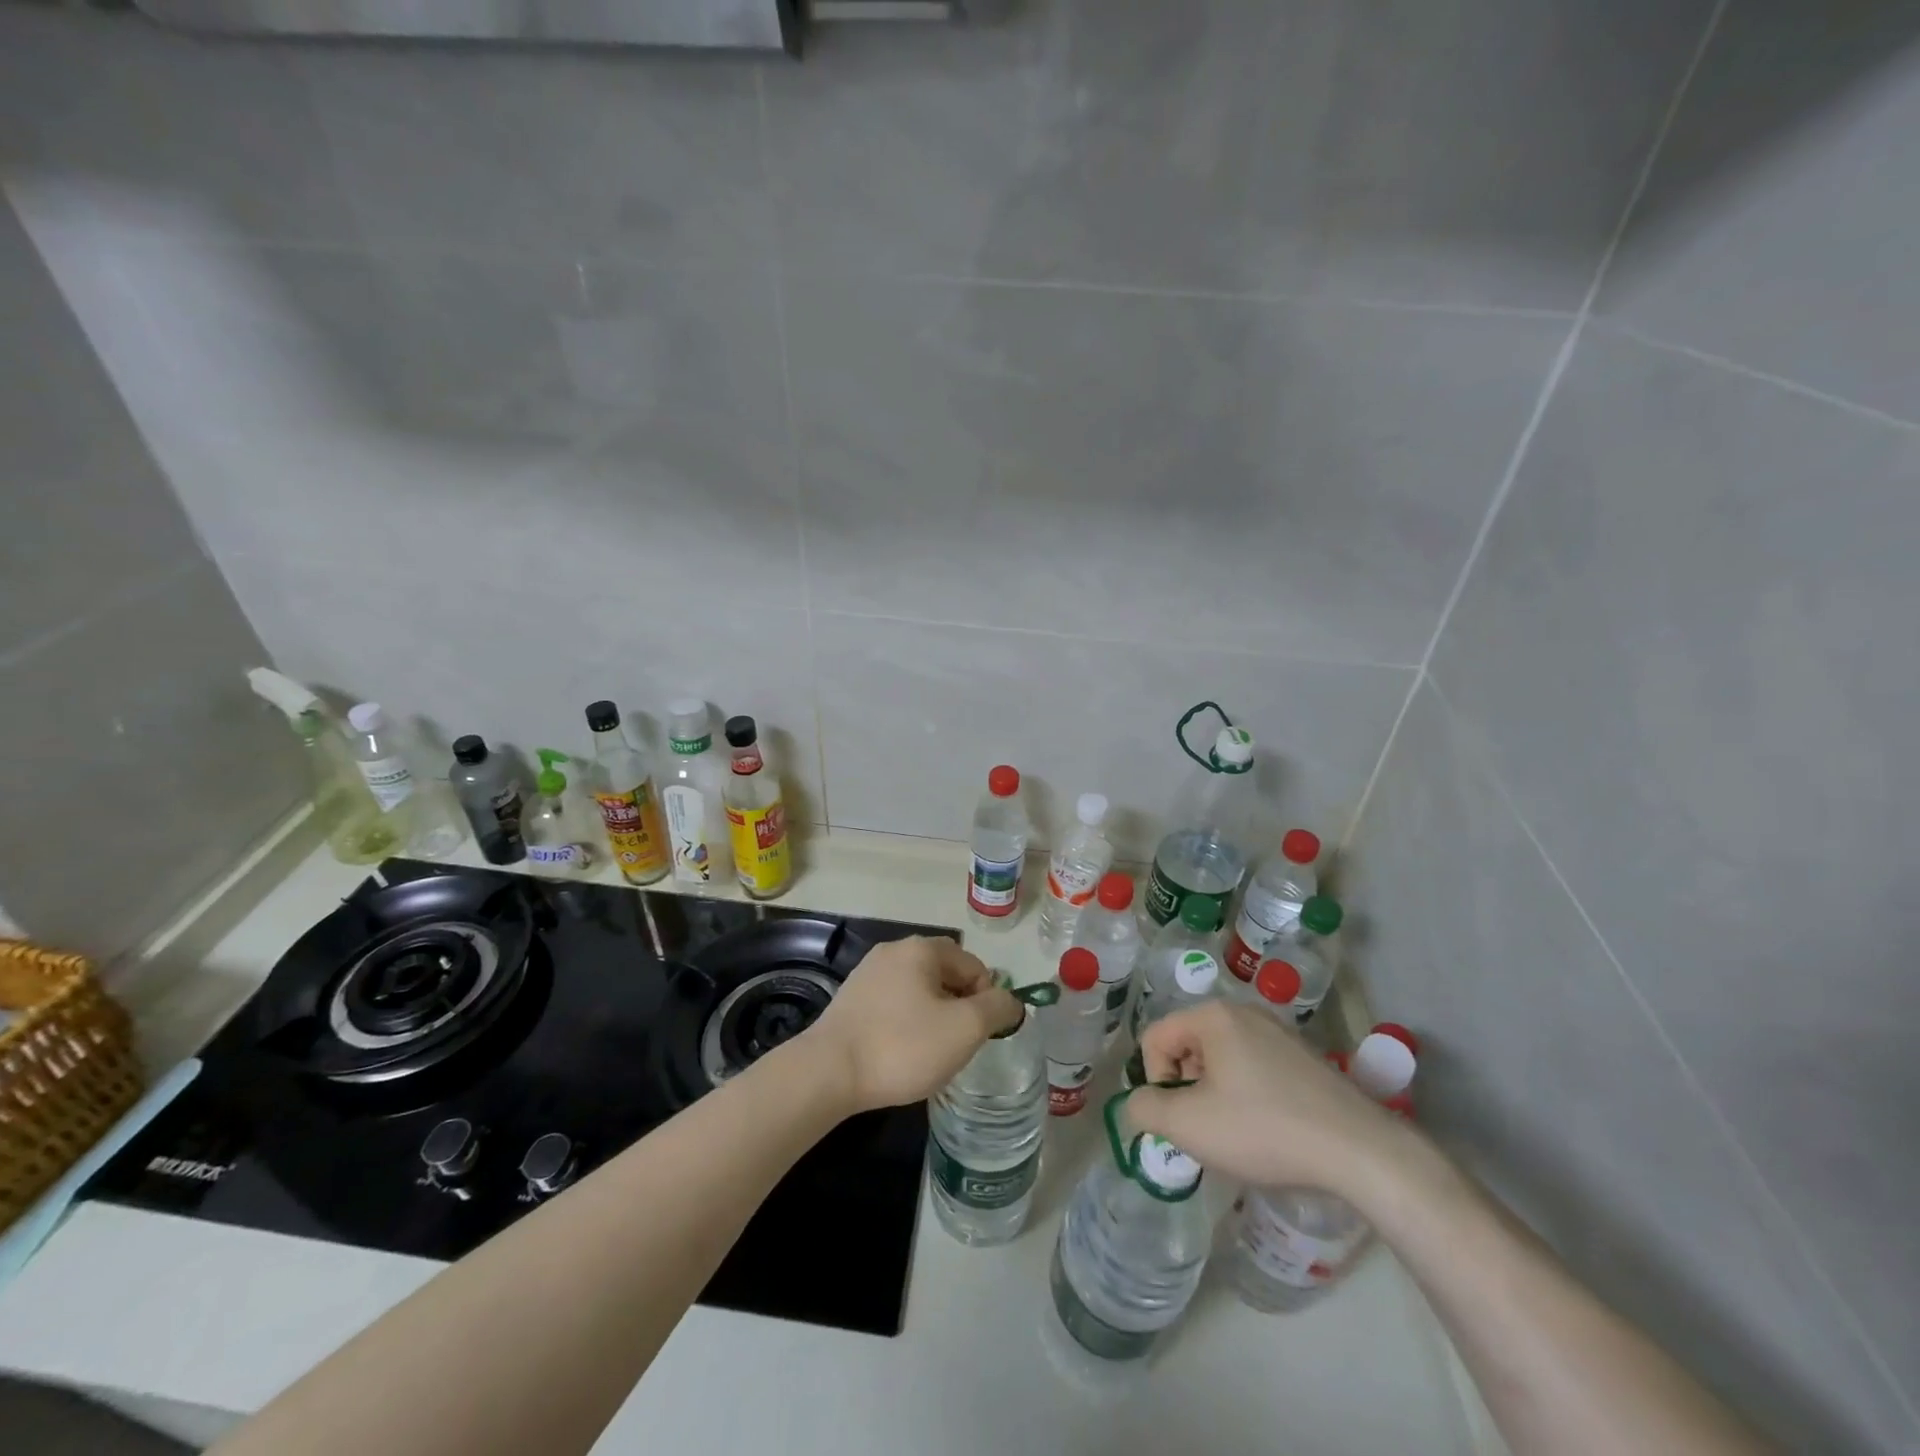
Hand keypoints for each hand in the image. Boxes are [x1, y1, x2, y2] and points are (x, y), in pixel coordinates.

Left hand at [802, 936, 1021, 1113]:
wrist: (828, 1072)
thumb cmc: (903, 1046)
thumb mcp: (964, 1028)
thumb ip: (997, 1008)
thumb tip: (1011, 1000)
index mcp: (922, 948)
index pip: (974, 966)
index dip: (986, 1000)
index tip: (978, 1035)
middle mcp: (894, 950)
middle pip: (946, 975)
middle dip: (959, 1009)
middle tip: (956, 1046)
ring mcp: (868, 973)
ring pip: (919, 991)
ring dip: (933, 1018)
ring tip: (928, 1054)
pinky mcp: (851, 999)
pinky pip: (894, 1005)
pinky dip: (906, 1025)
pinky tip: (899, 1053)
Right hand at [1126, 1001, 1414, 1202]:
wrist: (1360, 1152)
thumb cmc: (1264, 1129)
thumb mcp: (1189, 1125)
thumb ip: (1146, 1109)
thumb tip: (1137, 1103)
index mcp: (1214, 1017)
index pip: (1156, 1039)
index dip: (1156, 1082)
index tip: (1180, 1120)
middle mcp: (1245, 1013)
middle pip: (1189, 1047)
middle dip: (1187, 1089)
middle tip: (1206, 1130)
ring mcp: (1279, 1034)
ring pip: (1222, 1061)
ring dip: (1216, 1096)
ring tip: (1238, 1136)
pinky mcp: (1305, 1059)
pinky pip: (1254, 1070)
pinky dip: (1248, 1098)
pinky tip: (1269, 1132)